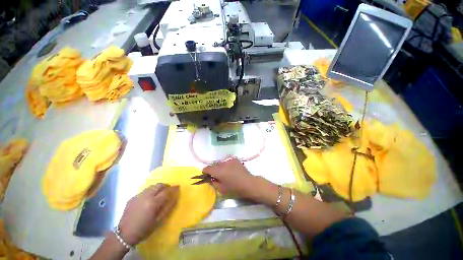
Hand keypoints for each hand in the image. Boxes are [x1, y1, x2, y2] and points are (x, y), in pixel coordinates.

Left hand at [118, 183, 178, 245]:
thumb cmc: (144, 229)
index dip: (173, 188)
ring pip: (152, 186)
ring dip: (158, 187)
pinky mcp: (133, 197)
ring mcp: (138, 196)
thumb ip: (168, 207)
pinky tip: (150, 198)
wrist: (124, 234)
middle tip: (169, 190)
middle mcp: (146, 196)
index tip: (178, 186)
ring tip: (160, 193)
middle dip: (166, 185)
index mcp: (153, 202)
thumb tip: (175, 196)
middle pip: (159, 185)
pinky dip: (150, 191)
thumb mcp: (159, 220)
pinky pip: (144, 191)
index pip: (166, 191)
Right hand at [202, 158, 256, 197]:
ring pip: (221, 163)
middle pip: (214, 165)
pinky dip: (228, 165)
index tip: (207, 176)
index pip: (207, 168)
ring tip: (227, 173)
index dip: (205, 172)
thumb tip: (210, 178)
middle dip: (214, 170)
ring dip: (221, 168)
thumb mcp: (221, 189)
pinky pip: (228, 162)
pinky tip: (233, 170)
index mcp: (218, 171)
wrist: (248, 183)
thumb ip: (213, 182)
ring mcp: (229, 160)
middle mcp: (223, 163)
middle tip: (218, 176)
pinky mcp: (235, 159)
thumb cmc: (234, 189)